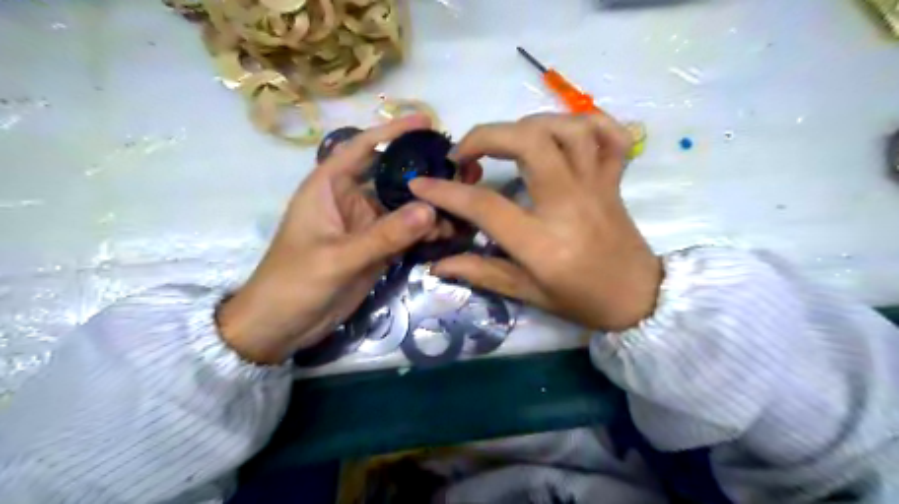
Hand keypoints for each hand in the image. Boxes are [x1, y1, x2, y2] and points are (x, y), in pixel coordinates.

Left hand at [216, 113, 467, 361]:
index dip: (392, 132)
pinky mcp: (377, 248)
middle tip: (459, 169)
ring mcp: (366, 226)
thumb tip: (430, 210)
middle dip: (422, 172)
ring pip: (403, 207)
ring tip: (461, 205)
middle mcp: (350, 200)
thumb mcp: (337, 257)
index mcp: (329, 187)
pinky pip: (406, 233)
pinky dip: (425, 232)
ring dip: (429, 206)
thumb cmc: (294, 282)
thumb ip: (383, 235)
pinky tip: (448, 232)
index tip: (425, 122)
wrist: (283, 325)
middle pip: (391, 177)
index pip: (361, 148)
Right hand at [411, 112, 662, 331]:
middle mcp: (569, 203)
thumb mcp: (527, 293)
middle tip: (466, 153)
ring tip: (510, 141)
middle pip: (529, 142)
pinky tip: (564, 133)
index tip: (421, 183)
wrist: (638, 299)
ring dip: (530, 124)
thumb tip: (437, 264)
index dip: (445, 192)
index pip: (485, 206)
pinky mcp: (614, 179)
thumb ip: (480, 273)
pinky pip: (611, 135)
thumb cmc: (581, 300)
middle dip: (487, 135)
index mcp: (542, 241)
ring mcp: (596, 186)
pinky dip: (587, 122)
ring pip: (569, 128)